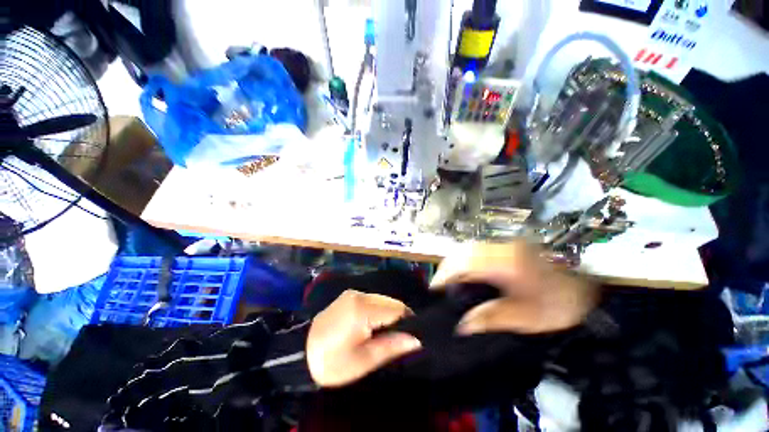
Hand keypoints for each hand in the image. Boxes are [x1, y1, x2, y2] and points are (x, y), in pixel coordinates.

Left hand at [307, 290, 421, 386]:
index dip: (408, 321)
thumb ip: (392, 346)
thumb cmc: (332, 363)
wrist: (300, 355)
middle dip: (398, 318)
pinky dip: (378, 310)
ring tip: (384, 333)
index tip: (411, 337)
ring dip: (388, 313)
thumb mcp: (364, 360)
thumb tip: (417, 339)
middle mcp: (359, 294)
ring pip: (382, 299)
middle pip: (390, 301)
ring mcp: (352, 293)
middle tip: (397, 339)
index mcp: (362, 308)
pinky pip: (371, 300)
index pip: (397, 308)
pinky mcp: (348, 296)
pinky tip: (373, 325)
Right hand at [431, 241, 597, 334]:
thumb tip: (462, 325)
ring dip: (455, 263)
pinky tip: (466, 274)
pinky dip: (466, 260)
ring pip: (468, 248)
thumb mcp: (526, 318)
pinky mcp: (506, 246)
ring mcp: (504, 244)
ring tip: (450, 281)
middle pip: (462, 251)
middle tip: (441, 287)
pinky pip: (477, 250)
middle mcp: (501, 248)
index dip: (445, 274)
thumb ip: (490, 318)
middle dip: (447, 267)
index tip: (434, 289)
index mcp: (505, 264)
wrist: (586, 287)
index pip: (464, 263)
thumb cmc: (558, 305)